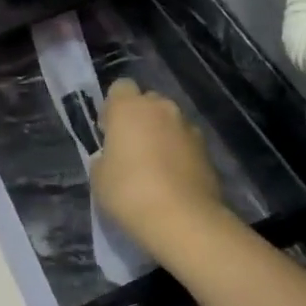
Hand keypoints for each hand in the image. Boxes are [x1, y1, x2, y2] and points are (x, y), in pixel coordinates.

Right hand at [92, 79, 224, 249]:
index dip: (113, 107)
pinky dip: (179, 153)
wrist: (182, 218)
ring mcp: (188, 127)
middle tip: (131, 148)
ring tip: (155, 167)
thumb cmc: (129, 192)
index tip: (109, 131)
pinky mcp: (207, 149)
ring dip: (161, 135)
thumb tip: (113, 157)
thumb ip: (105, 157)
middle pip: (148, 102)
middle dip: (140, 119)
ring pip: (169, 122)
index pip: (120, 87)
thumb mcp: (99, 176)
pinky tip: (173, 179)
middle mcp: (161, 108)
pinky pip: (186, 142)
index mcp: (129, 108)